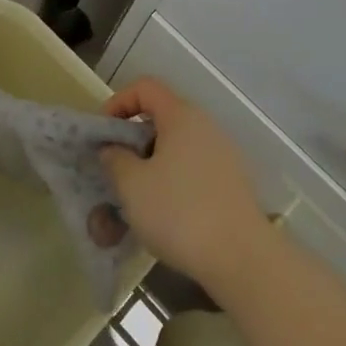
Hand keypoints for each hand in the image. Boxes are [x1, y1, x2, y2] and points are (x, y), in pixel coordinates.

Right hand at [102, 77, 269, 293]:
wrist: (242, 258)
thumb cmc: (179, 213)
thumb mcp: (132, 185)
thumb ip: (115, 159)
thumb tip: (113, 148)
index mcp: (181, 116)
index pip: (145, 87)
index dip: (118, 102)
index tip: (103, 133)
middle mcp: (206, 127)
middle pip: (162, 116)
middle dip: (133, 139)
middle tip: (114, 168)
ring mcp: (223, 155)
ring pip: (177, 146)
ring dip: (151, 163)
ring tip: (135, 195)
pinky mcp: (231, 182)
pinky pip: (193, 168)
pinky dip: (172, 179)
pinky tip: (163, 212)